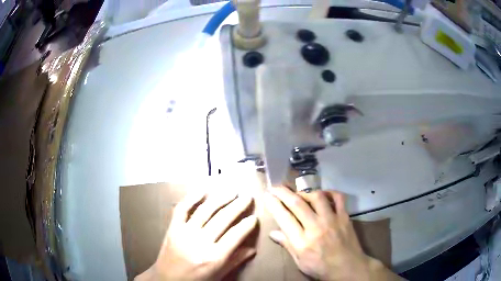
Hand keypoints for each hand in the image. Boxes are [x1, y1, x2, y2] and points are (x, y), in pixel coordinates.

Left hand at [136, 191, 257, 280]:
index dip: (246, 225)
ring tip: (232, 191)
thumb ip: (235, 261)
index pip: (235, 236)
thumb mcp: (218, 274)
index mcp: (213, 257)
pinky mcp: (173, 228)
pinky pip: (182, 209)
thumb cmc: (195, 280)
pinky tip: (203, 190)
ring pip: (205, 211)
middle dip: (237, 206)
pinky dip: (192, 197)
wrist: (166, 279)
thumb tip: (253, 249)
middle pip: (222, 219)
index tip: (254, 217)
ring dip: (220, 198)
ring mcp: (184, 233)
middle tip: (248, 197)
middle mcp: (200, 242)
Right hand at [265, 186, 400, 280]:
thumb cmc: (321, 268)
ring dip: (305, 192)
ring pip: (317, 197)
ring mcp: (332, 220)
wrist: (348, 268)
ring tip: (299, 194)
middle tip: (276, 187)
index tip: (267, 196)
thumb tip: (273, 233)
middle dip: (283, 192)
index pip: (284, 218)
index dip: (273, 204)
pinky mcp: (344, 216)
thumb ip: (287, 245)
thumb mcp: (300, 262)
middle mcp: (316, 227)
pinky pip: (338, 198)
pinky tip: (323, 194)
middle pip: (297, 204)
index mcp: (302, 242)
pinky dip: (330, 192)